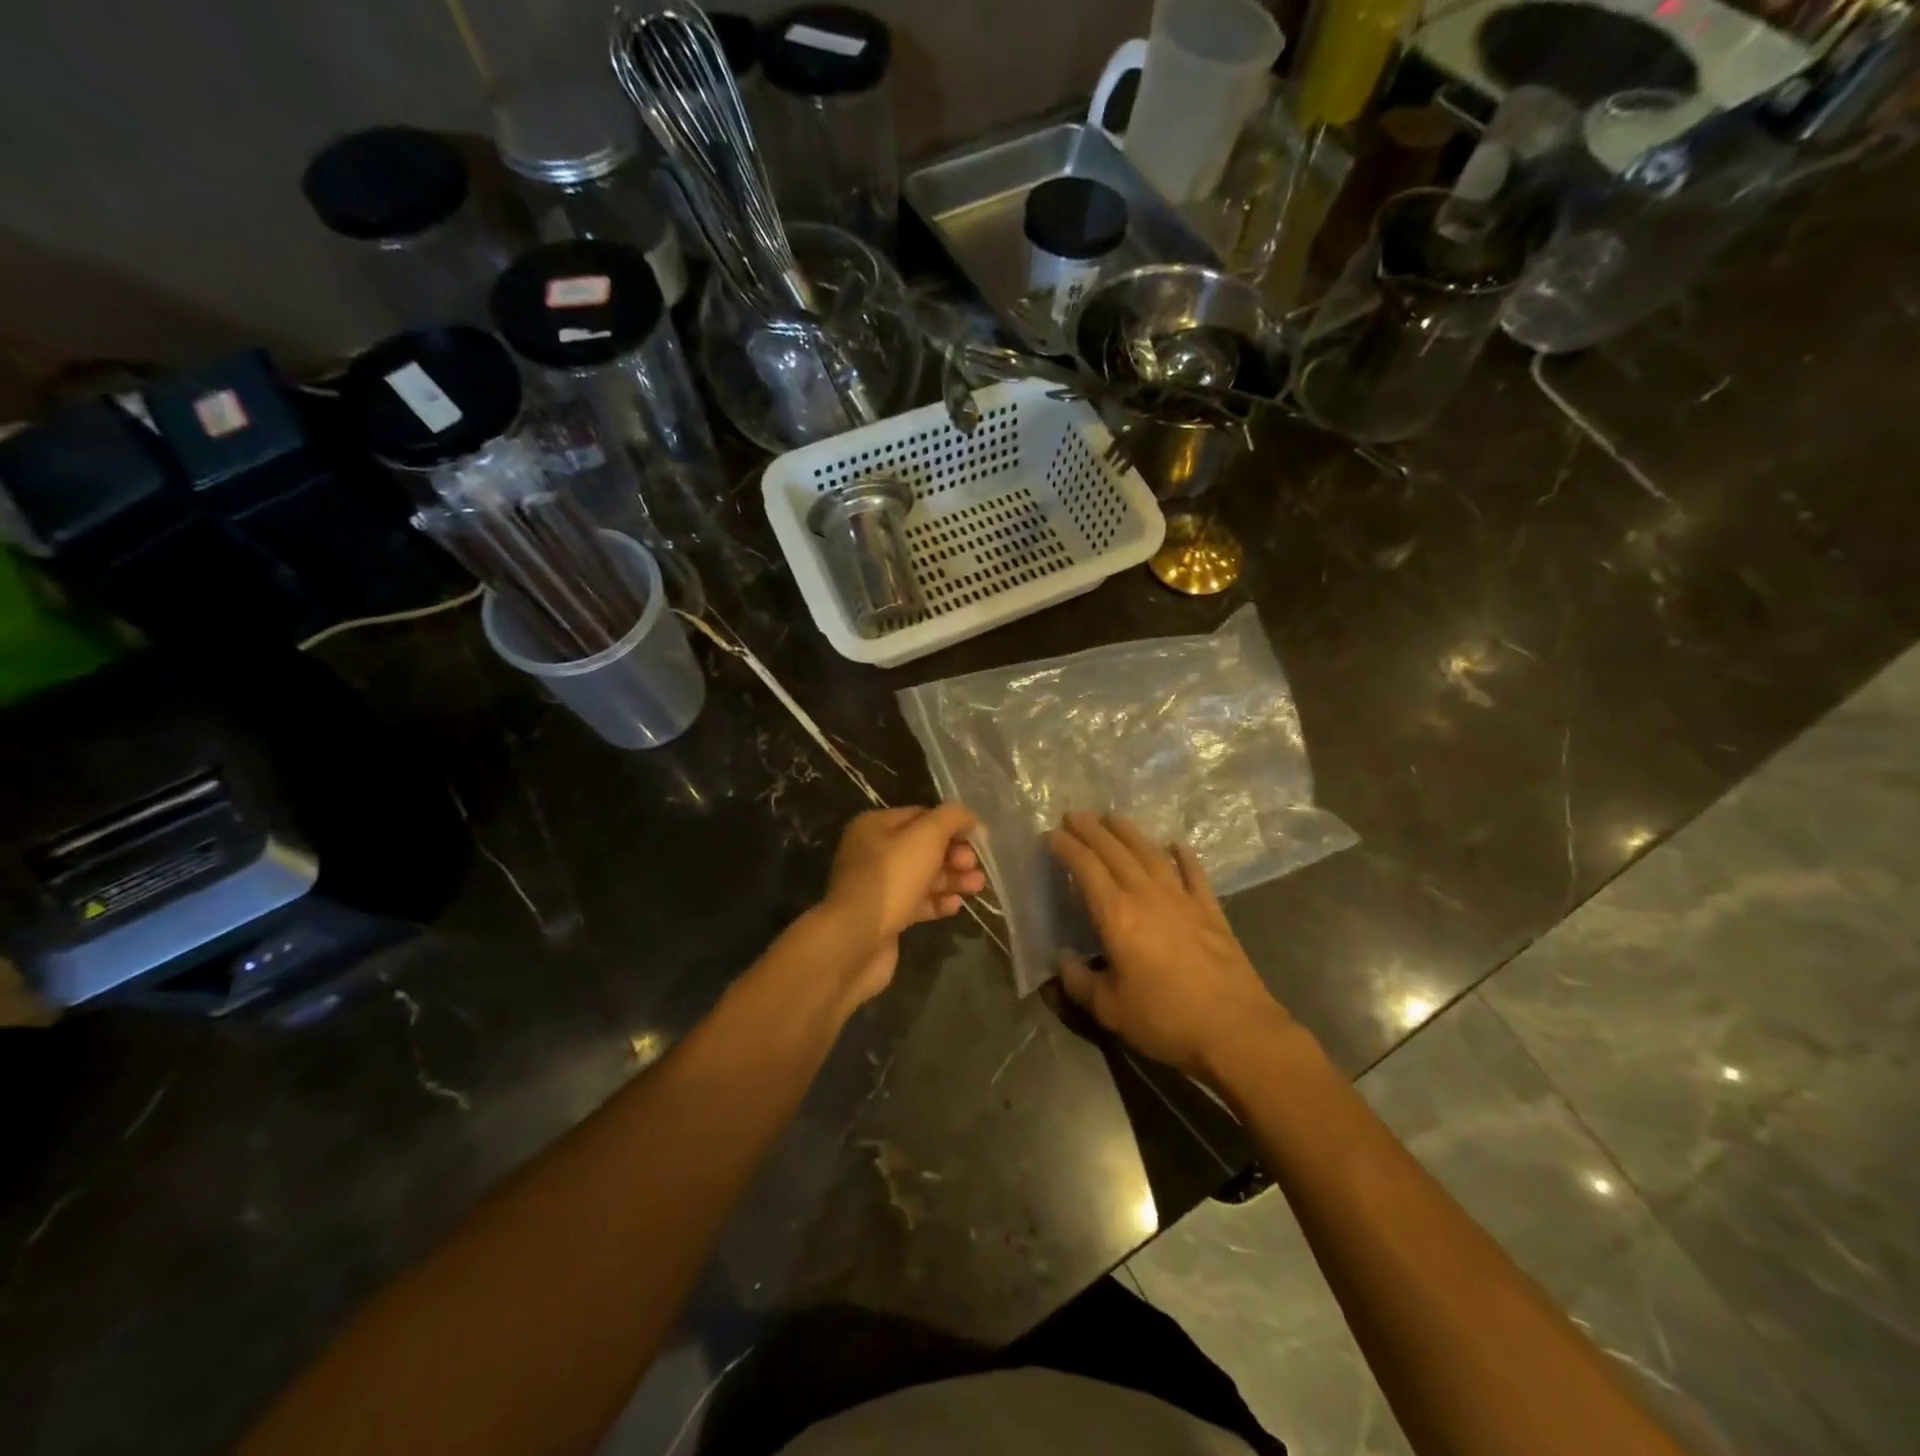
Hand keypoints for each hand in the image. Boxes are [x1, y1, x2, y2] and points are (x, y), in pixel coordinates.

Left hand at [819, 804, 985, 1004]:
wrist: (856, 939)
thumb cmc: (893, 878)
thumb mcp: (926, 836)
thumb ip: (951, 818)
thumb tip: (969, 817)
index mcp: (875, 826)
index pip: (921, 816)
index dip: (952, 825)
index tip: (979, 839)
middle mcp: (873, 853)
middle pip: (924, 848)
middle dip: (954, 855)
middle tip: (974, 866)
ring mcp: (878, 887)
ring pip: (923, 876)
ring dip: (951, 879)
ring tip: (977, 887)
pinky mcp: (885, 916)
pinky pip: (916, 903)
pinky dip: (937, 902)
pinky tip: (956, 906)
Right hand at [1046, 811, 1286, 1080]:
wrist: (1235, 1030)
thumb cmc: (1165, 1019)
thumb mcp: (1110, 1010)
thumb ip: (1079, 982)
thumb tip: (1062, 960)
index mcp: (1117, 916)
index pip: (1086, 868)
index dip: (1067, 848)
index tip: (1051, 835)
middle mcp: (1147, 895)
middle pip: (1115, 852)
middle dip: (1091, 830)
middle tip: (1073, 814)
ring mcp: (1183, 899)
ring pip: (1150, 853)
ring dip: (1128, 832)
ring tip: (1112, 817)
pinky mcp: (1210, 910)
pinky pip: (1194, 873)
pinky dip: (1183, 855)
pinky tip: (1175, 844)